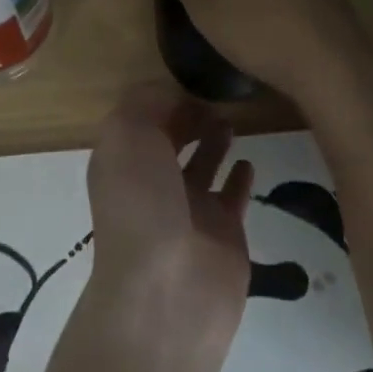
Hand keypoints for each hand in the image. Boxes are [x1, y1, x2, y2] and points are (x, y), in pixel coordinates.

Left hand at [85, 83, 253, 345]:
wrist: (169, 291)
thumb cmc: (143, 204)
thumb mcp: (129, 135)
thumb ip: (146, 104)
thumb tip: (172, 94)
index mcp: (123, 162)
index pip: (141, 121)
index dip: (163, 99)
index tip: (193, 81)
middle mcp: (152, 184)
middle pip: (171, 142)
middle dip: (187, 119)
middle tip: (218, 97)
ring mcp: (189, 211)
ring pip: (202, 166)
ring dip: (214, 142)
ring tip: (232, 121)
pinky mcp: (224, 233)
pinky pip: (233, 196)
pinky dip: (240, 178)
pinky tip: (249, 160)